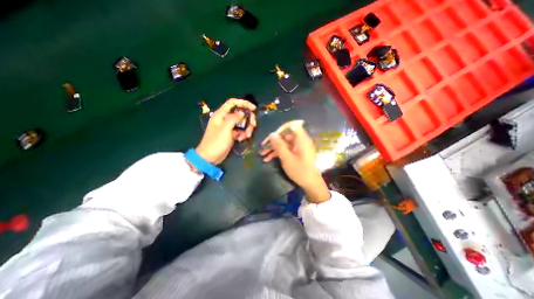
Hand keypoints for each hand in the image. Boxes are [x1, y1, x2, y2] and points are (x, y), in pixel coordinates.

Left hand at [196, 98, 256, 164]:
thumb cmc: (216, 142)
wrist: (210, 157)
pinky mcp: (232, 134)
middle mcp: (225, 119)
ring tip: (246, 136)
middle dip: (248, 119)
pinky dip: (243, 134)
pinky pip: (241, 130)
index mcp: (221, 114)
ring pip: (242, 122)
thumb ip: (234, 118)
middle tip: (253, 125)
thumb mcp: (225, 129)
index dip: (244, 103)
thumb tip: (242, 112)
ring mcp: (229, 127)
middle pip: (241, 113)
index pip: (233, 102)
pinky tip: (241, 139)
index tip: (254, 109)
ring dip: (247, 128)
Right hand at [259, 120, 329, 202]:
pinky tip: (267, 159)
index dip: (281, 129)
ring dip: (273, 149)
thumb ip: (279, 145)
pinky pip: (286, 150)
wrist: (311, 184)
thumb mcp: (287, 158)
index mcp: (301, 140)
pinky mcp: (296, 153)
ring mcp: (297, 148)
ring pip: (283, 144)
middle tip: (262, 147)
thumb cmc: (300, 171)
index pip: (292, 126)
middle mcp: (300, 141)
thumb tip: (272, 134)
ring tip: (262, 155)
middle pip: (285, 136)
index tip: (272, 136)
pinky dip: (277, 153)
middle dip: (273, 142)